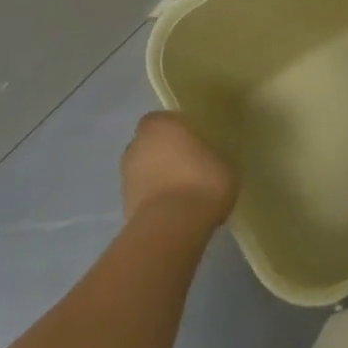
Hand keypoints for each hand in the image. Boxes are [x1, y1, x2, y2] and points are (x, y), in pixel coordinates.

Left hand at [121, 112, 237, 229]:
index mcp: (161, 124)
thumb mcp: (223, 162)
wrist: (172, 227)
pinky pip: (144, 196)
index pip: (165, 120)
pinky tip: (176, 212)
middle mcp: (137, 145)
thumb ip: (211, 156)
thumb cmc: (201, 181)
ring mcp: (126, 177)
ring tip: (184, 193)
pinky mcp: (123, 207)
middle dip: (165, 154)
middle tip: (189, 167)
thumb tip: (210, 162)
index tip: (195, 142)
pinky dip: (155, 201)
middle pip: (151, 145)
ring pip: (145, 171)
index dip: (179, 131)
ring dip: (159, 178)